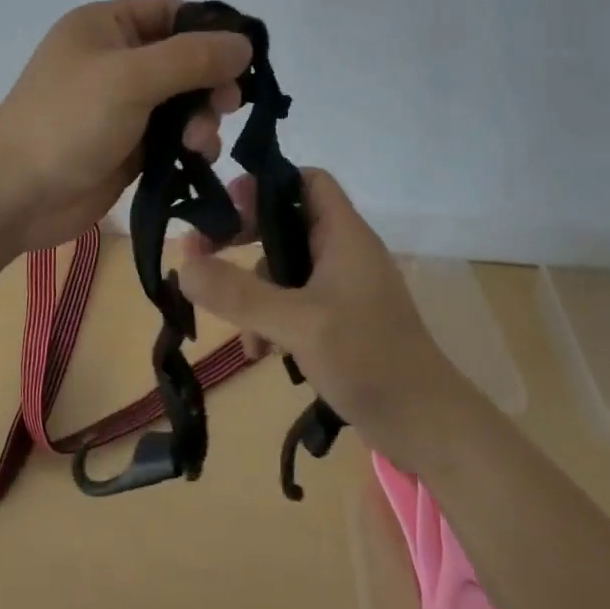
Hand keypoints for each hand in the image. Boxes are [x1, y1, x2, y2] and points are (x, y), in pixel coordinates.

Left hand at [0, 0, 252, 255]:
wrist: (15, 195)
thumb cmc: (67, 121)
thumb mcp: (130, 78)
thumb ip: (191, 58)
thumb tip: (245, 43)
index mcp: (107, 26)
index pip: (172, 12)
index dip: (210, 31)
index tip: (244, 58)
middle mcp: (116, 59)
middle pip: (184, 58)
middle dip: (209, 81)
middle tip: (227, 104)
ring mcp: (123, 104)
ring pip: (184, 100)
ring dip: (202, 117)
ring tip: (199, 143)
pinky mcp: (129, 144)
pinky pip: (174, 134)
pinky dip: (191, 143)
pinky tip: (197, 157)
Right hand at [177, 168, 460, 460]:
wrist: (427, 428)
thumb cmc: (369, 358)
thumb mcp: (297, 323)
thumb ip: (238, 294)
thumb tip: (182, 266)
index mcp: (343, 234)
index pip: (307, 181)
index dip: (266, 184)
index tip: (225, 205)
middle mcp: (342, 252)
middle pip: (285, 223)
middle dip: (245, 238)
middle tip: (205, 251)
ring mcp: (341, 288)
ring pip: (284, 268)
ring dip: (254, 290)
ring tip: (232, 324)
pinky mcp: (338, 320)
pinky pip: (292, 303)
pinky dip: (271, 319)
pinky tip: (258, 352)